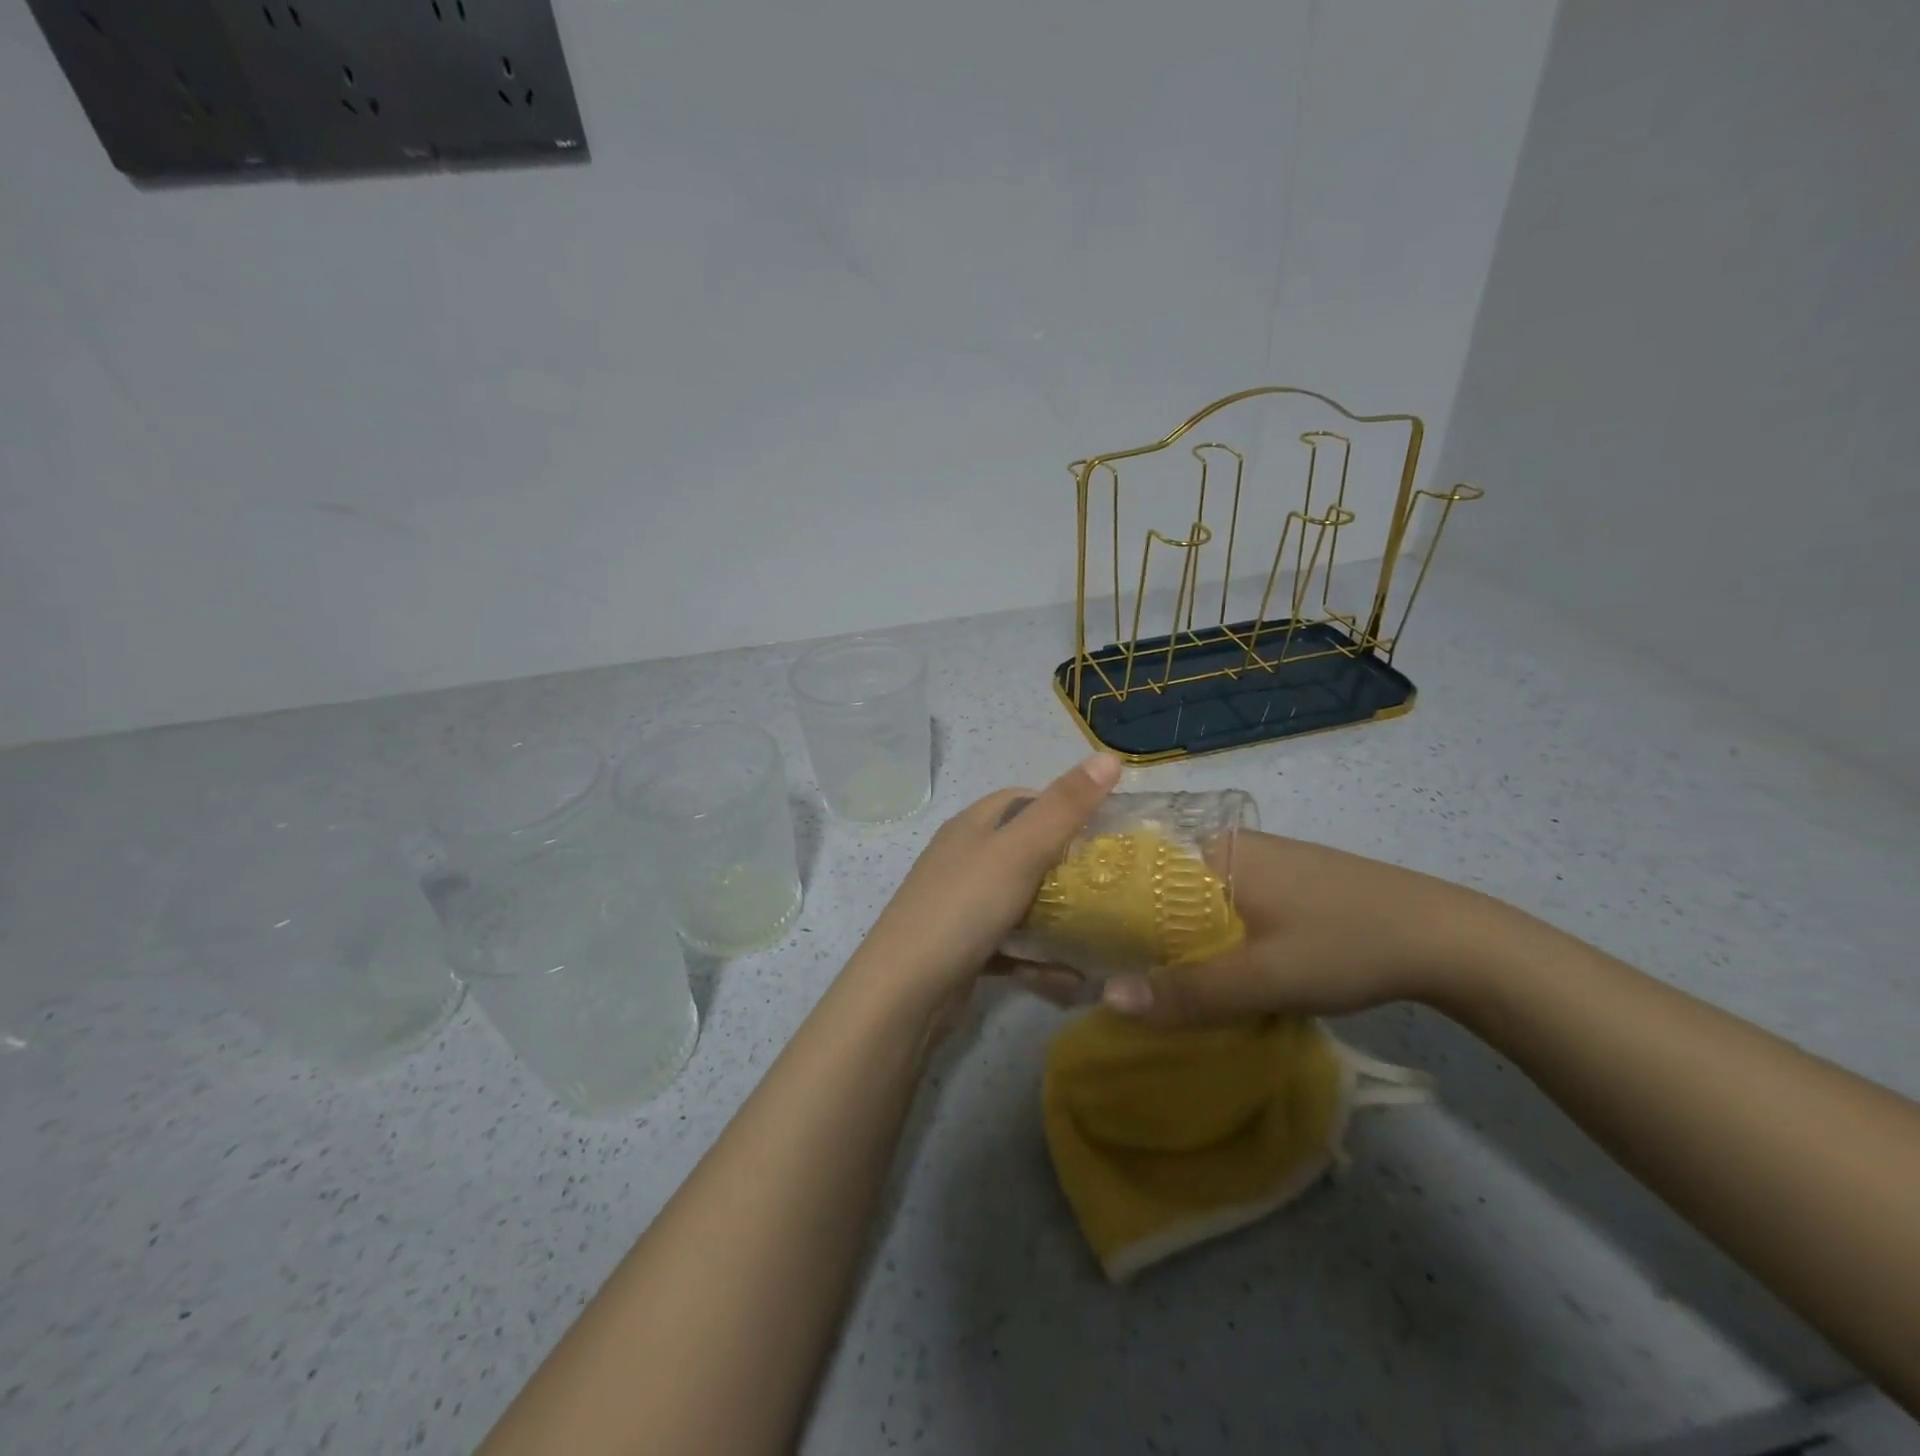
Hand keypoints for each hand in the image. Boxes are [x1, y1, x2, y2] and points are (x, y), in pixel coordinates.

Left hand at [847, 753, 1122, 1015]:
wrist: (903, 994)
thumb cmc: (963, 908)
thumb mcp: (1019, 851)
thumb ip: (1064, 807)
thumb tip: (1110, 756)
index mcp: (972, 826)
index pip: (1023, 799)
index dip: (1064, 806)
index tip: (1106, 830)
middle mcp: (964, 859)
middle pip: (1024, 850)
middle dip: (1067, 865)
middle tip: (1111, 883)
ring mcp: (961, 905)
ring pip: (1019, 899)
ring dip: (1056, 915)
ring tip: (1100, 929)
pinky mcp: (963, 948)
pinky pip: (1011, 944)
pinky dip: (1038, 956)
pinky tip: (1069, 976)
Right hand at [1099, 830, 1511, 1025]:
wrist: (1447, 940)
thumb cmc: (1347, 945)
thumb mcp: (1264, 978)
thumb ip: (1189, 991)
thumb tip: (1107, 1000)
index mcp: (1214, 851)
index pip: (1136, 870)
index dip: (1107, 908)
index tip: (1084, 946)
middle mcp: (1228, 847)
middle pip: (1162, 889)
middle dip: (1140, 931)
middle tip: (1113, 975)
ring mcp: (1258, 864)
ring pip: (1194, 902)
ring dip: (1176, 939)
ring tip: (1152, 980)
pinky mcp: (1282, 885)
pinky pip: (1223, 908)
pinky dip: (1208, 937)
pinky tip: (1210, 969)